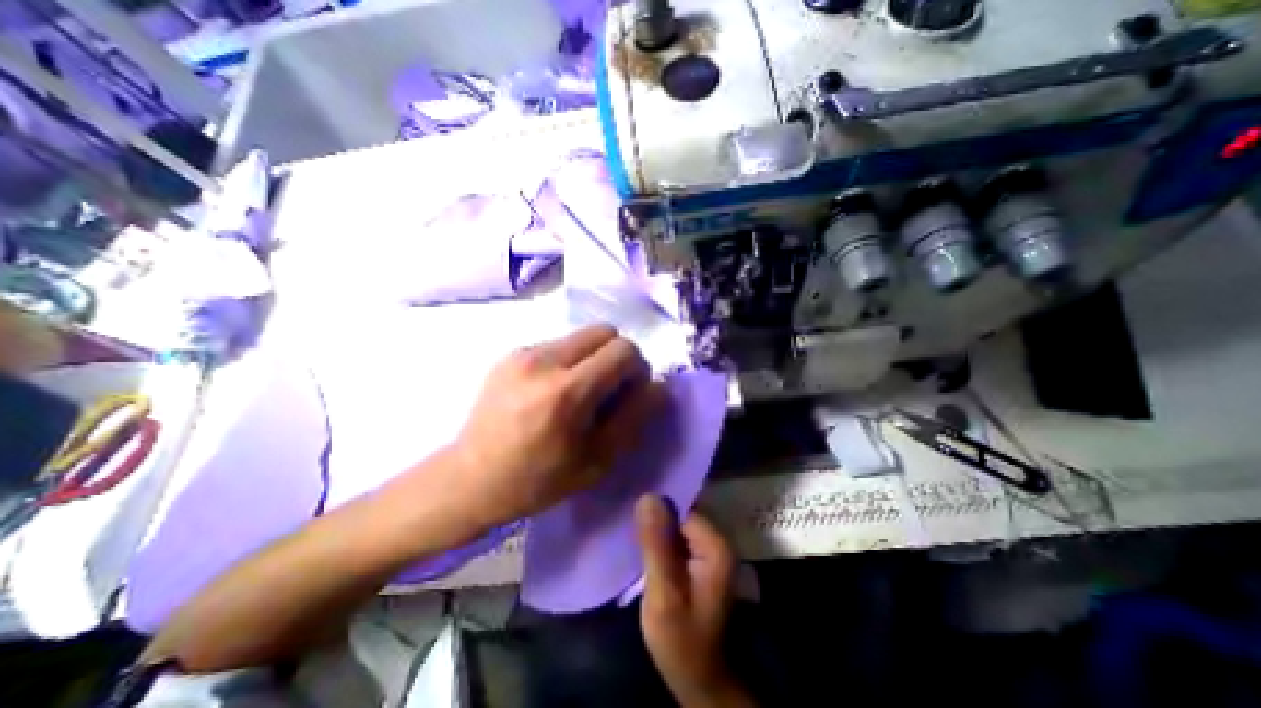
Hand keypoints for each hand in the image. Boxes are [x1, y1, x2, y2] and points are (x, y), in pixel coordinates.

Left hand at [452, 323, 667, 524]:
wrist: (470, 479)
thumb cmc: (538, 480)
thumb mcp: (598, 460)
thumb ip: (634, 417)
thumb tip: (659, 386)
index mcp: (567, 391)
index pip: (623, 349)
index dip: (636, 368)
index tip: (628, 393)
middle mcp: (544, 361)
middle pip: (604, 331)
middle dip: (617, 355)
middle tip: (608, 388)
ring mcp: (523, 353)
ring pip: (581, 336)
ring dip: (592, 358)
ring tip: (578, 392)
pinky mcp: (511, 354)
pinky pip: (557, 344)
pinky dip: (569, 361)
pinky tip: (553, 392)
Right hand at [642, 491, 745, 707]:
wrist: (698, 678)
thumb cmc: (681, 640)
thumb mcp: (663, 593)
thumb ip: (656, 544)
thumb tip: (648, 496)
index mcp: (715, 546)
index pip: (683, 508)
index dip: (657, 506)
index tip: (631, 504)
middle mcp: (717, 542)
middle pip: (682, 513)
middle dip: (655, 514)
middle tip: (626, 515)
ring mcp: (709, 551)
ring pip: (678, 524)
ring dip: (656, 526)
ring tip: (630, 524)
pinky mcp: (699, 560)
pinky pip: (677, 537)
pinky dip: (660, 538)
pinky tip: (641, 540)